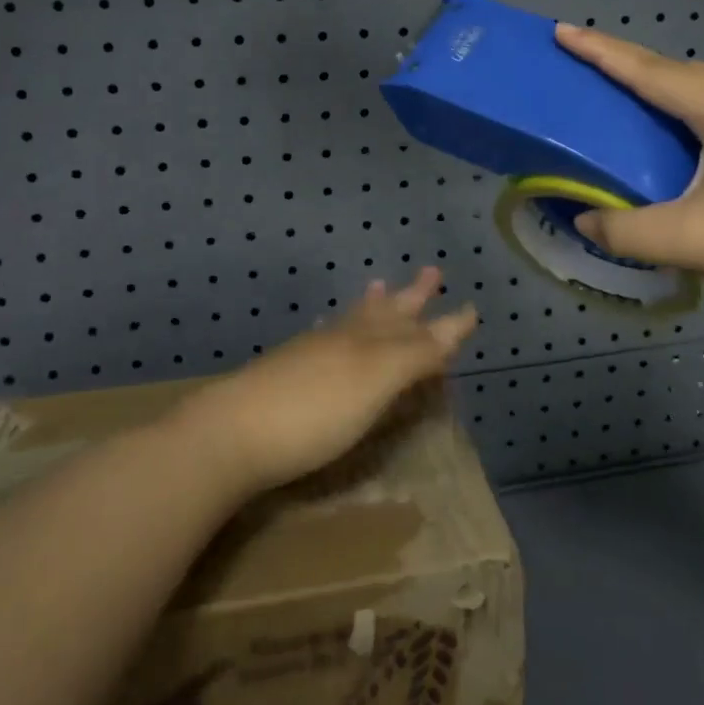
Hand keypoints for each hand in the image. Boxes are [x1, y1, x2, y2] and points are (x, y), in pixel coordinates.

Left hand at [176, 267, 477, 493]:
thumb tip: (451, 327)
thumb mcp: (375, 382)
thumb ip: (414, 355)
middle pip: (385, 313)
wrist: (232, 433)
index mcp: (368, 342)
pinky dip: (336, 327)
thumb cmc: (314, 412)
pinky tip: (326, 328)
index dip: (446, 323)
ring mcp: (311, 352)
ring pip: (351, 320)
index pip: (418, 328)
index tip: (471, 307)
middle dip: (411, 297)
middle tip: (431, 271)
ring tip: (381, 285)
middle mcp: (343, 338)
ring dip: (373, 305)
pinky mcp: (287, 373)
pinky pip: (323, 337)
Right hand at [555, 24, 703, 316]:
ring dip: (662, 82)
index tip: (562, 31)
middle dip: (627, 61)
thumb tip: (584, 222)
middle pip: (676, 68)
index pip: (647, 70)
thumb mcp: (691, 242)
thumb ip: (625, 231)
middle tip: (586, 64)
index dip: (600, 51)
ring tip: (629, 96)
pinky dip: (690, 103)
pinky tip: (685, 131)